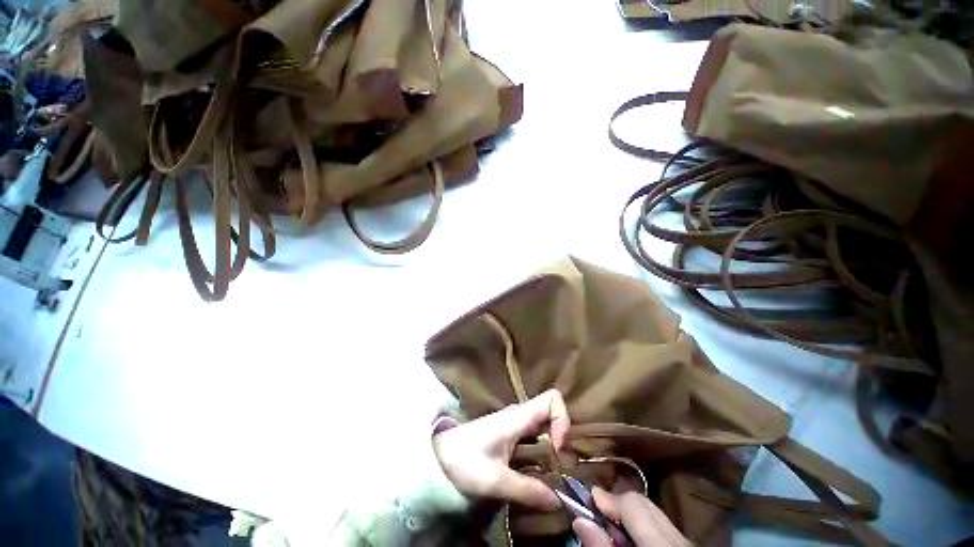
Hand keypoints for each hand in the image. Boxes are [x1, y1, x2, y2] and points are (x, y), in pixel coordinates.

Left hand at [433, 389, 569, 509]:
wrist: (438, 455)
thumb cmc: (465, 461)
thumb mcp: (496, 480)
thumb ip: (528, 490)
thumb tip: (559, 501)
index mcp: (518, 417)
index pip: (552, 398)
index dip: (563, 419)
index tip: (558, 448)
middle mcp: (519, 415)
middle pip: (551, 411)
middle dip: (563, 435)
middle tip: (562, 466)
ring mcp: (514, 423)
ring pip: (544, 424)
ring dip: (554, 444)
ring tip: (555, 472)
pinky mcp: (510, 433)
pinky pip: (534, 435)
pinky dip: (543, 449)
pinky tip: (539, 470)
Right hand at [573, 488, 689, 545]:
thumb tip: (580, 520)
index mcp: (661, 545)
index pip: (633, 503)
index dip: (609, 498)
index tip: (590, 500)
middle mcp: (678, 540)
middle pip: (646, 506)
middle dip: (620, 506)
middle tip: (599, 516)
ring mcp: (687, 545)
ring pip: (656, 517)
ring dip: (632, 519)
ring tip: (615, 534)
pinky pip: (665, 531)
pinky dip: (646, 531)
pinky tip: (634, 545)